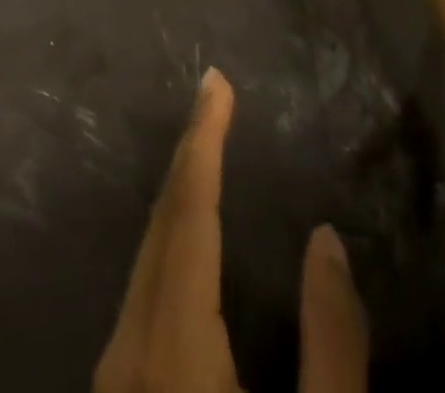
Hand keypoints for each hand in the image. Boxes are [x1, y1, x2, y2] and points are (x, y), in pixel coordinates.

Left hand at [94, 68, 369, 392]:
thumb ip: (330, 345)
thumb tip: (325, 240)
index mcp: (173, 348)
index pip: (188, 217)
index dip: (203, 142)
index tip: (216, 83)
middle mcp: (128, 346)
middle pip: (160, 225)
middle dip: (190, 151)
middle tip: (215, 93)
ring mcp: (114, 371)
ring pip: (147, 255)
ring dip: (179, 191)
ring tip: (208, 139)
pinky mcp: (117, 389)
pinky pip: (144, 287)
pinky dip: (171, 236)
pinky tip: (191, 226)